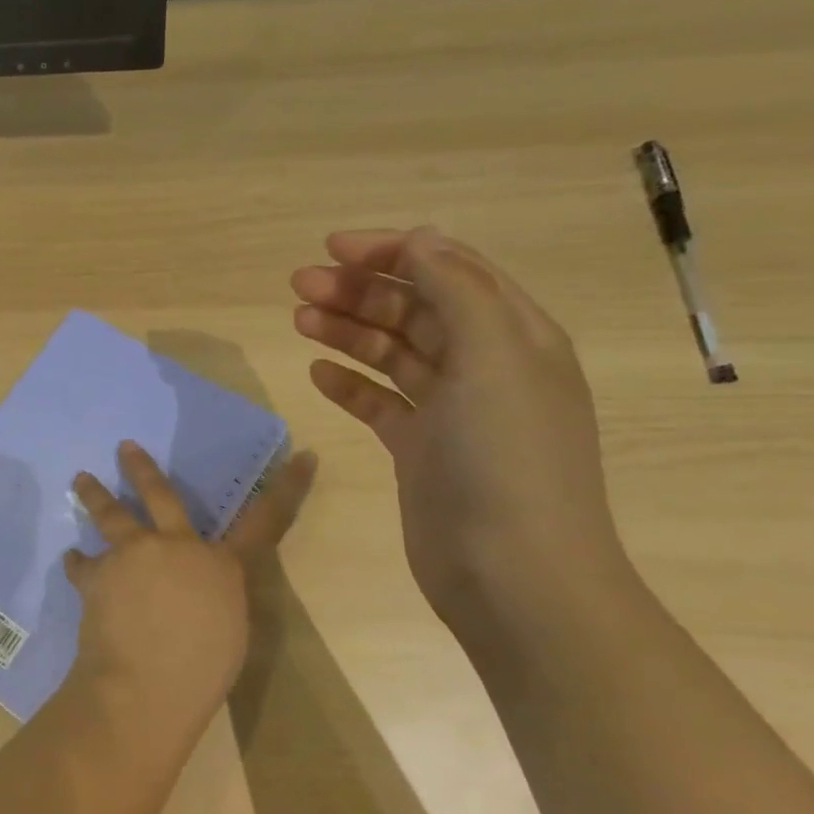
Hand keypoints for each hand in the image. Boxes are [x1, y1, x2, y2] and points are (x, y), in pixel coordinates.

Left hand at [64, 441, 314, 740]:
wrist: (145, 685)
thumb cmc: (200, 671)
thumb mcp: (229, 630)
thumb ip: (215, 594)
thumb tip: (197, 584)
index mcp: (220, 565)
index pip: (265, 522)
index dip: (287, 488)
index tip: (304, 457)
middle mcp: (175, 547)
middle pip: (159, 494)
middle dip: (141, 468)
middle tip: (125, 446)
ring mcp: (132, 555)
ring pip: (109, 514)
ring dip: (94, 494)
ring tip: (80, 479)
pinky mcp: (97, 574)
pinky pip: (83, 564)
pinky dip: (78, 563)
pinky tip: (72, 561)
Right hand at [291, 227, 628, 645]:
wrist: (513, 574)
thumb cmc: (506, 456)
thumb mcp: (493, 355)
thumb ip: (456, 290)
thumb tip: (421, 239)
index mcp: (513, 336)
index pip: (450, 271)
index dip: (393, 251)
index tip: (333, 248)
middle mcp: (484, 367)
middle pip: (414, 309)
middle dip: (359, 290)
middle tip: (299, 285)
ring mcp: (451, 412)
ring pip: (392, 353)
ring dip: (348, 330)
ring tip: (299, 318)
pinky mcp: (421, 451)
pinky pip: (380, 403)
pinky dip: (350, 384)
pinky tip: (318, 373)